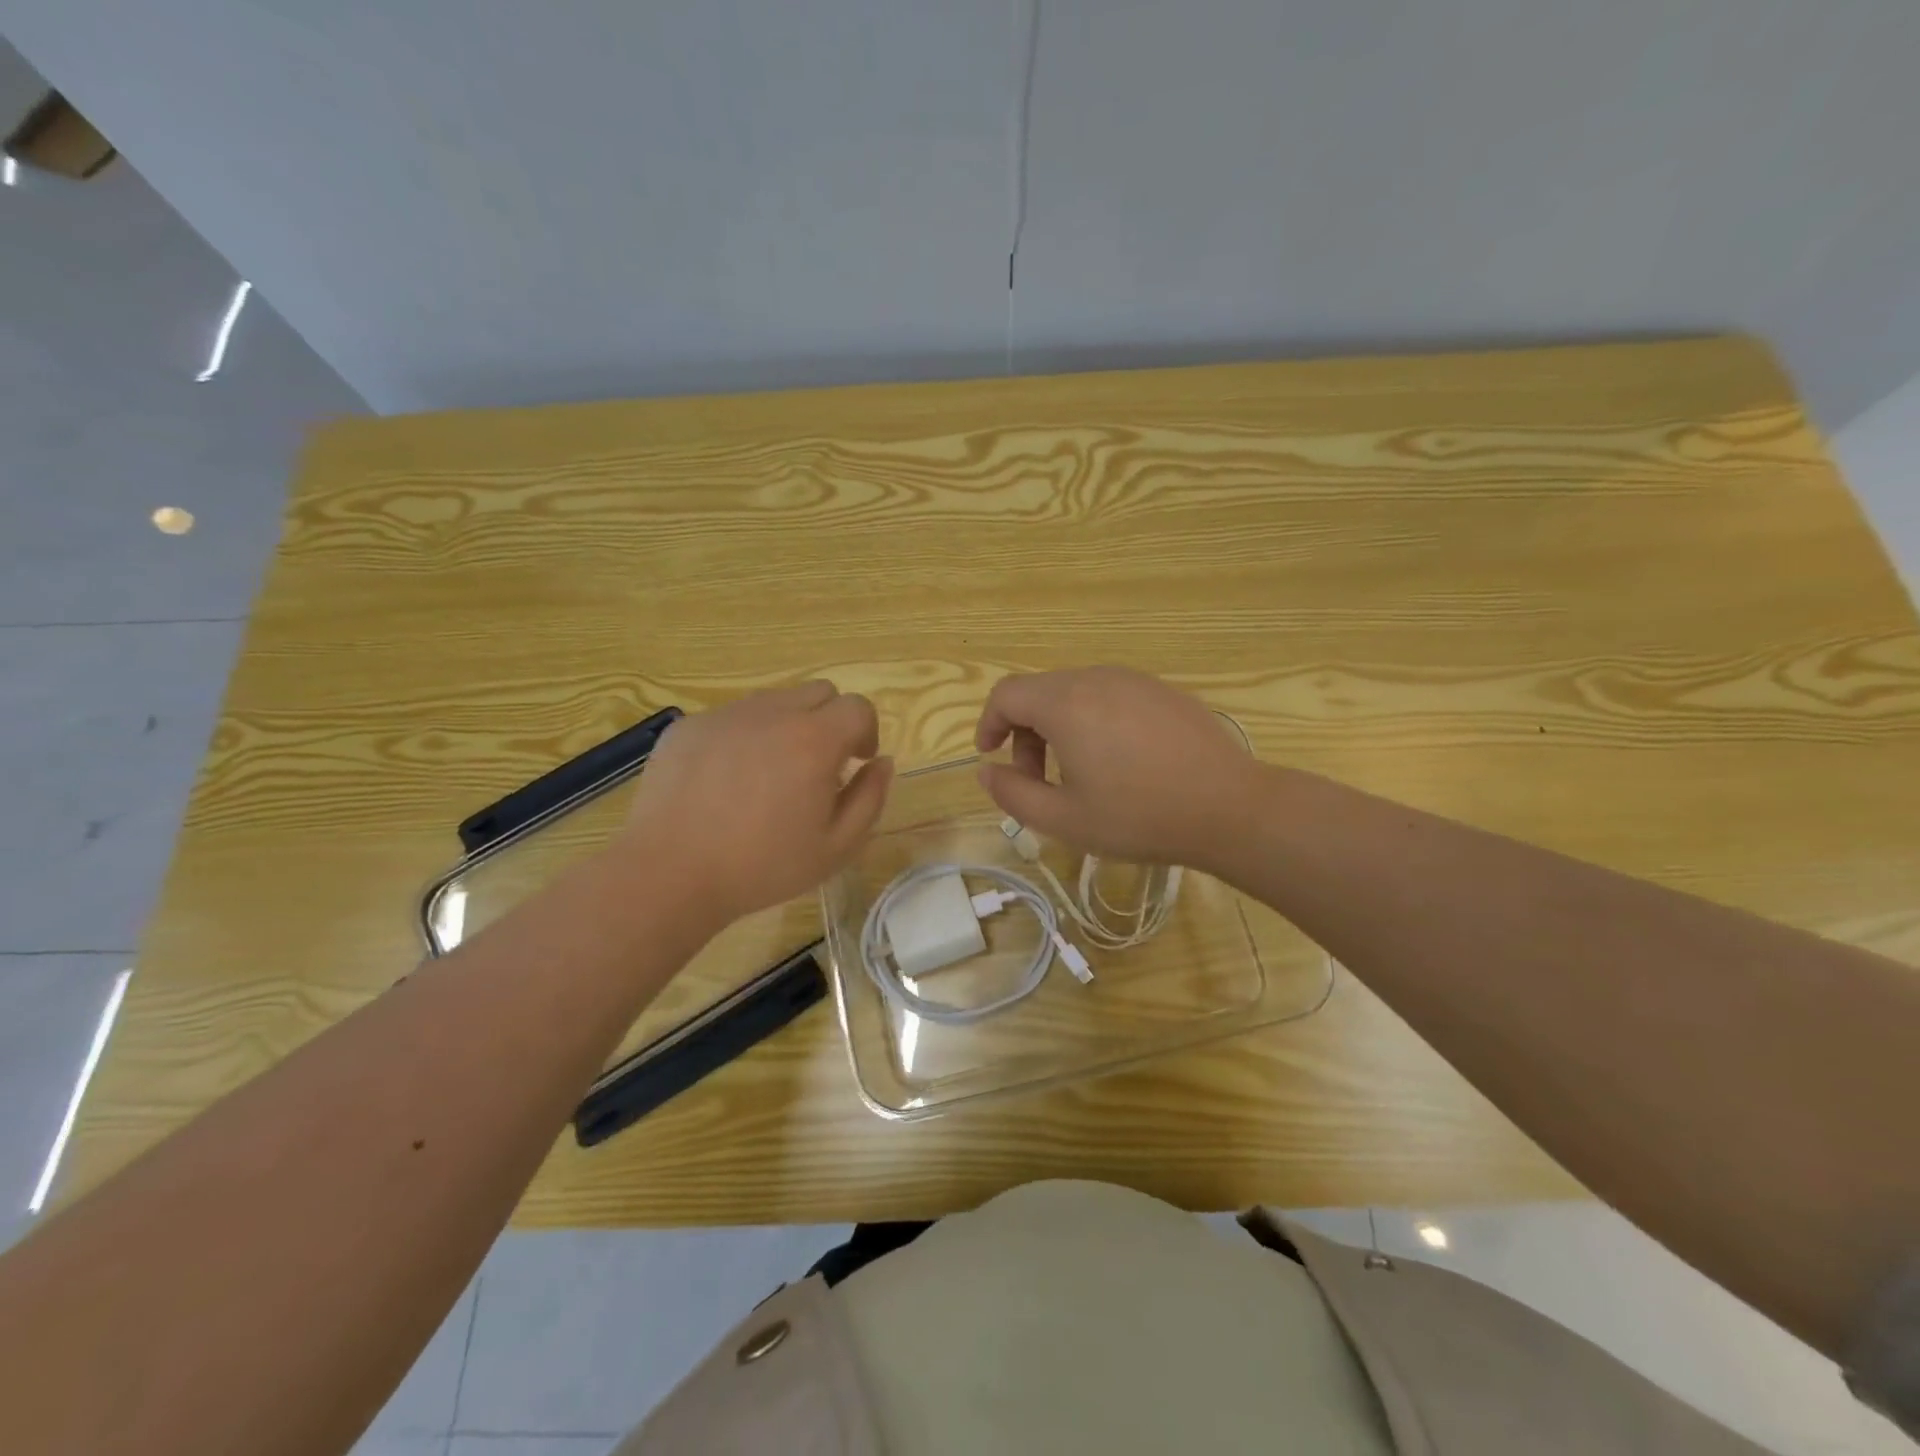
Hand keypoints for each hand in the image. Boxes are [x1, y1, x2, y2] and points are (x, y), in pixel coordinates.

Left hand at [618, 682, 892, 922]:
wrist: (670, 874)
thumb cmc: (762, 867)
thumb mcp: (837, 847)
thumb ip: (870, 798)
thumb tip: (881, 762)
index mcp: (814, 741)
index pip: (857, 707)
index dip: (865, 731)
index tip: (855, 762)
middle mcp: (772, 714)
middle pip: (819, 692)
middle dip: (830, 721)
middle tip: (817, 765)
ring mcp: (726, 716)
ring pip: (774, 701)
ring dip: (787, 726)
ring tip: (769, 774)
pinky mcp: (689, 726)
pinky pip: (732, 717)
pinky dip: (744, 737)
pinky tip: (727, 781)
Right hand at [974, 667, 1258, 871]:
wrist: (1229, 807)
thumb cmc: (1139, 816)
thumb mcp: (1063, 819)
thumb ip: (1012, 793)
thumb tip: (987, 771)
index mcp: (1065, 703)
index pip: (1006, 694)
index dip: (988, 723)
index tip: (991, 756)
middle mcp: (1095, 678)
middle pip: (1039, 692)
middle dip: (1025, 733)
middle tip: (1037, 780)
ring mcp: (1133, 680)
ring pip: (1074, 692)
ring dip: (1058, 726)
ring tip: (1078, 773)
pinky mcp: (1161, 691)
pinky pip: (1109, 695)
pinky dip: (1092, 720)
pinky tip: (1119, 761)